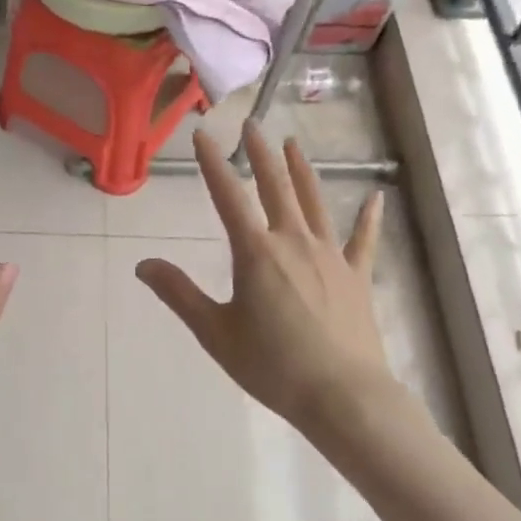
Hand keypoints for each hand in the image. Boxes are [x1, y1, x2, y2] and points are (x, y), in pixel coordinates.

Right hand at [136, 124, 402, 441]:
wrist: (342, 395)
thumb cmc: (272, 365)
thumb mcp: (215, 332)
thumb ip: (179, 294)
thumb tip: (143, 265)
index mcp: (256, 252)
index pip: (227, 196)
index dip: (212, 162)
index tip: (202, 134)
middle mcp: (293, 241)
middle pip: (275, 187)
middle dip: (260, 154)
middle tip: (252, 125)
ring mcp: (330, 255)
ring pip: (315, 202)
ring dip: (302, 171)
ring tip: (293, 145)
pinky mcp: (357, 275)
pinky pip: (363, 240)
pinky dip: (369, 218)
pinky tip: (376, 197)